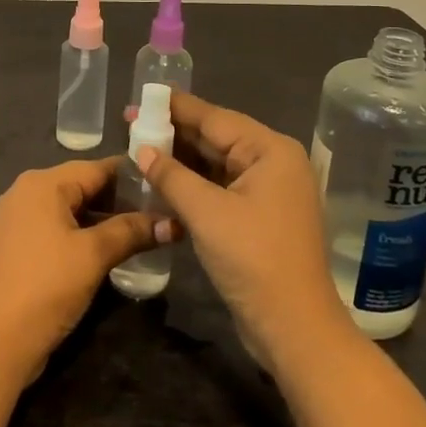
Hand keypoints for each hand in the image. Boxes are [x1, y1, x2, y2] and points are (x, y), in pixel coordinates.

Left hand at [0, 158, 160, 385]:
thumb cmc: (45, 287)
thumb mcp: (93, 256)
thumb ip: (131, 232)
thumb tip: (172, 223)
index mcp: (41, 184)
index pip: (96, 168)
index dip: (132, 177)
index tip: (164, 186)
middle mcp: (24, 193)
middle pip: (81, 187)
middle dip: (118, 201)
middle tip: (157, 214)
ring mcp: (14, 221)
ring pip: (67, 210)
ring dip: (100, 222)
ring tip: (139, 235)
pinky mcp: (12, 248)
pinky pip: (53, 230)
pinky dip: (78, 236)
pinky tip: (104, 253)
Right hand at [135, 94, 349, 367]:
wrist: (294, 329)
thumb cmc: (253, 260)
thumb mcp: (206, 213)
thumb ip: (171, 176)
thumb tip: (142, 149)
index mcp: (270, 150)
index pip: (214, 117)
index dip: (174, 108)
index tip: (141, 97)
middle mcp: (273, 163)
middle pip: (216, 138)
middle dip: (174, 133)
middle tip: (131, 124)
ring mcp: (268, 191)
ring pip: (216, 165)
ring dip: (180, 161)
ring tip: (139, 149)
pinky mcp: (259, 217)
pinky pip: (220, 188)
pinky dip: (193, 186)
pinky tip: (162, 183)